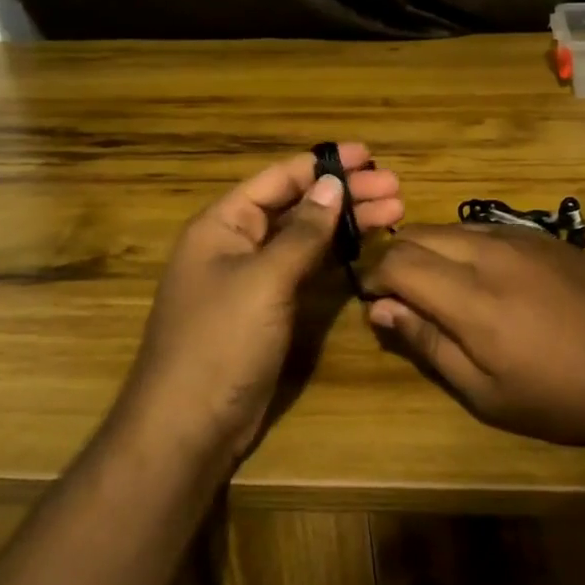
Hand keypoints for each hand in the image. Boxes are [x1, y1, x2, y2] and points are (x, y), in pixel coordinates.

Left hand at [125, 144, 402, 458]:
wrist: (188, 429)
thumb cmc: (220, 342)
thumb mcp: (264, 280)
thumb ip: (302, 232)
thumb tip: (333, 184)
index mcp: (223, 225)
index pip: (279, 179)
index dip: (324, 164)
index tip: (368, 155)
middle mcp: (237, 243)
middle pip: (297, 205)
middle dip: (346, 194)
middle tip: (395, 187)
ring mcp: (254, 278)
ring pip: (306, 237)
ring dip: (347, 223)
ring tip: (396, 212)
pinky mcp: (269, 309)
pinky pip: (306, 269)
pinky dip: (336, 255)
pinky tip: (366, 247)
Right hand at [361, 225, 584, 454]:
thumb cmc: (558, 396)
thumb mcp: (485, 392)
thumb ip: (428, 343)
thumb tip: (381, 309)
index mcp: (469, 296)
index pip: (397, 261)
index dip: (375, 277)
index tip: (374, 301)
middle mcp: (488, 252)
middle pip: (419, 233)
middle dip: (397, 258)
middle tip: (402, 294)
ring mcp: (520, 238)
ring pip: (452, 226)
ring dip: (432, 248)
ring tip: (441, 285)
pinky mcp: (544, 236)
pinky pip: (488, 228)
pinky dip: (466, 244)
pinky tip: (483, 275)